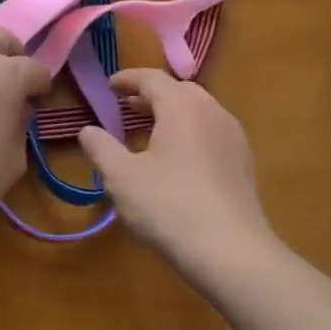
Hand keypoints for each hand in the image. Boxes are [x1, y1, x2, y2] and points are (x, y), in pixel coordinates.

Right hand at [78, 68, 278, 278]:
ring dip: (172, 114)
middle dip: (151, 95)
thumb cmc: (169, 206)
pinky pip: (211, 133)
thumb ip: (101, 148)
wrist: (231, 251)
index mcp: (182, 107)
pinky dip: (189, 132)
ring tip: (149, 131)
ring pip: (199, 112)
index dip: (128, 79)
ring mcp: (233, 138)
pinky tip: (176, 159)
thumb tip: (87, 130)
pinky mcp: (243, 164)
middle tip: (127, 106)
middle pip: (180, 91)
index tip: (109, 86)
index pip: (153, 79)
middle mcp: (212, 113)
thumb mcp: (122, 177)